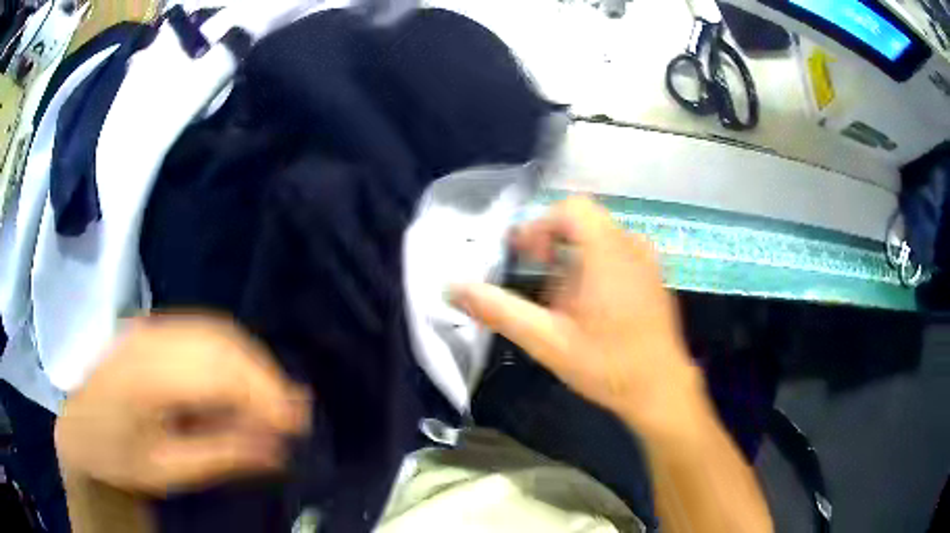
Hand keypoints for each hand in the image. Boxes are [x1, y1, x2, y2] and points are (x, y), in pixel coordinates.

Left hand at [55, 316, 310, 494]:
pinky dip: (232, 356)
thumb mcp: (169, 470)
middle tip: (294, 415)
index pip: (218, 371)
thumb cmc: (119, 458)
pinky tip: (241, 384)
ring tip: (273, 402)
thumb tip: (279, 447)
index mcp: (146, 375)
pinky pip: (204, 332)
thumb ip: (223, 455)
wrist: (80, 430)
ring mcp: (150, 325)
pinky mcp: (153, 327)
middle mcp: (150, 336)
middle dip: (265, 377)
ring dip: (252, 365)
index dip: (264, 394)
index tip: (298, 425)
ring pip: (217, 330)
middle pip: (222, 341)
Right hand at [451, 197, 706, 436]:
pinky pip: (618, 253)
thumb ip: (499, 311)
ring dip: (573, 258)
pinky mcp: (654, 277)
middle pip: (584, 221)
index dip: (541, 225)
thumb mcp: (547, 340)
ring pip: (600, 238)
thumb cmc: (607, 365)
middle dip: (553, 244)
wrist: (661, 389)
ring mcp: (647, 261)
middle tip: (537, 279)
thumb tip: (452, 288)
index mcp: (607, 252)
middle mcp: (631, 246)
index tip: (526, 258)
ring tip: (561, 300)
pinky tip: (590, 306)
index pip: (571, 208)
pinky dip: (594, 266)